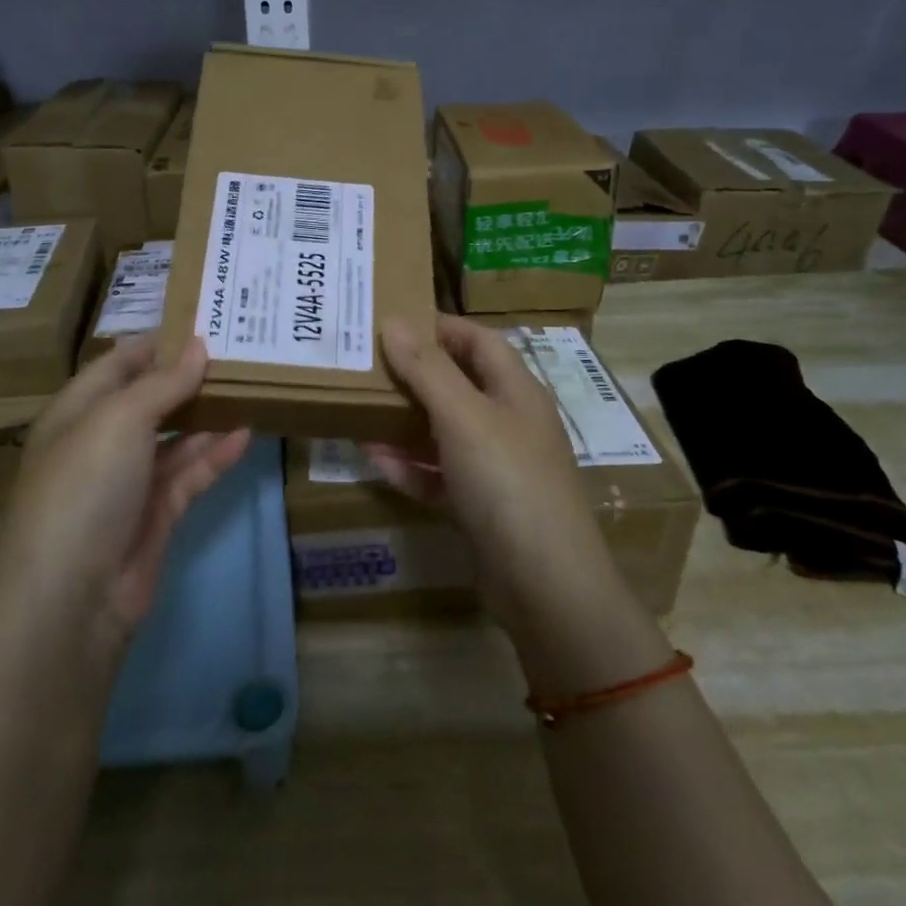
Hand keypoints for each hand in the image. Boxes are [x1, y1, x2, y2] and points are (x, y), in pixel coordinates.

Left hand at [0, 336, 250, 660]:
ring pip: (175, 437)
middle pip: (150, 399)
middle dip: (189, 377)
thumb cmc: (84, 487)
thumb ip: (163, 383)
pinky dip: (215, 455)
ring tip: (251, 386)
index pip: (119, 363)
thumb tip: (198, 346)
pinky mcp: (156, 515)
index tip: (204, 320)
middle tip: (239, 351)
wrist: (72, 598)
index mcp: (78, 411)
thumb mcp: (119, 420)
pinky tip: (246, 434)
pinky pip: (190, 474)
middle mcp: (102, 442)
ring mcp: (130, 481)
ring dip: (208, 415)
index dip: (157, 342)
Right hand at [365, 315, 621, 631]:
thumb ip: (427, 369)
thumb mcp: (463, 416)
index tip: (392, 320)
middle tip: (366, 363)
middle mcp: (509, 423)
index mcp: (516, 391)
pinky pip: (439, 475)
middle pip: (459, 384)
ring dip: (405, 420)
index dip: (440, 326)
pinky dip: (410, 466)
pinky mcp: (480, 507)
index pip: (479, 341)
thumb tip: (394, 322)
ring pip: (444, 431)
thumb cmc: (507, 481)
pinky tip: (373, 459)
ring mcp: (496, 468)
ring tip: (360, 407)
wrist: (545, 585)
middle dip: (415, 373)